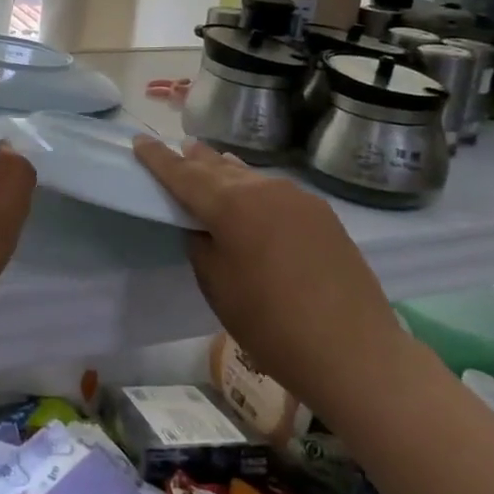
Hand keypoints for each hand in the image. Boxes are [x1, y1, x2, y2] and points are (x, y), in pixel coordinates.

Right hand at [133, 136, 405, 419]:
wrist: (354, 352)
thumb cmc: (271, 325)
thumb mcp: (217, 286)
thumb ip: (201, 245)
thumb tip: (203, 226)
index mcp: (231, 205)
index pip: (183, 174)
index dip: (158, 158)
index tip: (139, 141)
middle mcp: (263, 189)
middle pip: (218, 166)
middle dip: (194, 158)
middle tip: (177, 149)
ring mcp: (298, 198)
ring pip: (249, 176)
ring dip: (225, 170)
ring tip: (209, 162)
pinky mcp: (322, 214)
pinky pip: (274, 191)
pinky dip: (253, 188)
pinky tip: (251, 196)